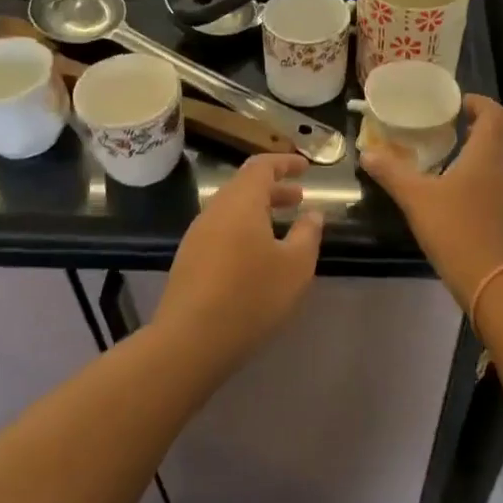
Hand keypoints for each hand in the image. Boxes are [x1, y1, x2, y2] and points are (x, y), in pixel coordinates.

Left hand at [155, 153, 324, 356]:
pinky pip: (221, 231)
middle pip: (244, 187)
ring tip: (282, 226)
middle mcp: (215, 211)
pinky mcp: (189, 260)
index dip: (285, 163)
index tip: (306, 167)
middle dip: (274, 189)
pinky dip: (244, 230)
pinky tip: (257, 255)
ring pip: (231, 211)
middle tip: (299, 197)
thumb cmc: (251, 296)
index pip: (262, 166)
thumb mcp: (295, 266)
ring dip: (258, 211)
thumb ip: (308, 234)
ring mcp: (197, 236)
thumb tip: (313, 214)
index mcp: (240, 202)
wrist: (190, 340)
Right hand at [359, 94, 502, 306]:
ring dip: (485, 148)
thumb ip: (392, 173)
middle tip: (455, 124)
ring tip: (454, 151)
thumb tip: (367, 154)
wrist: (491, 279)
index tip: (457, 102)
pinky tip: (460, 186)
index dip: (479, 103)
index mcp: (488, 153)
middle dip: (482, 124)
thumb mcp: (417, 198)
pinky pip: (501, 179)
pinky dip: (485, 172)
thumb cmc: (456, 229)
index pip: (495, 113)